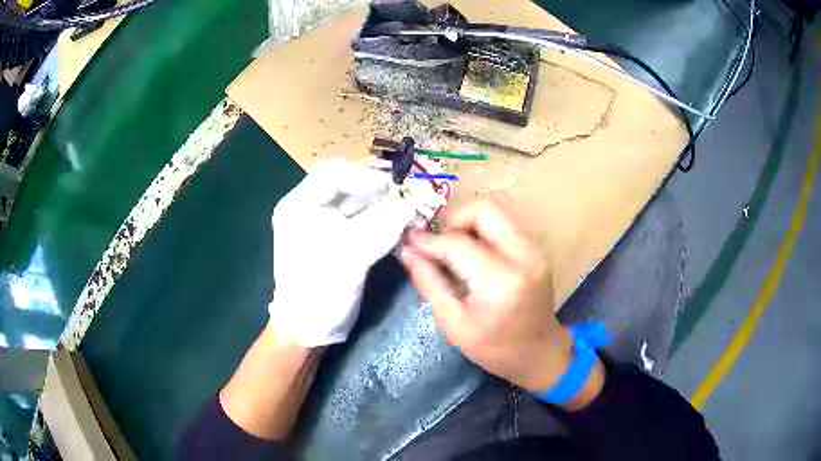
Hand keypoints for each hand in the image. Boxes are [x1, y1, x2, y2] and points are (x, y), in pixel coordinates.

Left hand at [269, 159, 415, 346]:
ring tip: (405, 213)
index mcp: (300, 205)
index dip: (365, 175)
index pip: (333, 172)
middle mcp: (309, 209)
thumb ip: (381, 225)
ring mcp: (323, 226)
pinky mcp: (337, 241)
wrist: (309, 329)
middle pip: (347, 186)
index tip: (393, 189)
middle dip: (377, 191)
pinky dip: (380, 221)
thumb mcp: (349, 255)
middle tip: (405, 200)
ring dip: (382, 206)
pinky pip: (361, 222)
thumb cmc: (319, 290)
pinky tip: (396, 227)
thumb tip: (411, 203)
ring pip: (357, 204)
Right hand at [400, 195, 600, 401]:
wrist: (540, 353)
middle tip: (439, 241)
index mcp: (501, 281)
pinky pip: (508, 220)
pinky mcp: (537, 249)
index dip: (430, 240)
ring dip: (470, 219)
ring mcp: (535, 249)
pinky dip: (485, 226)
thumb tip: (408, 252)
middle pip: (486, 208)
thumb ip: (429, 284)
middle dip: (455, 218)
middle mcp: (523, 255)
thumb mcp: (454, 324)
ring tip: (454, 244)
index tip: (409, 240)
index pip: (458, 244)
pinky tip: (473, 248)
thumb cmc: (495, 349)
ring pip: (499, 207)